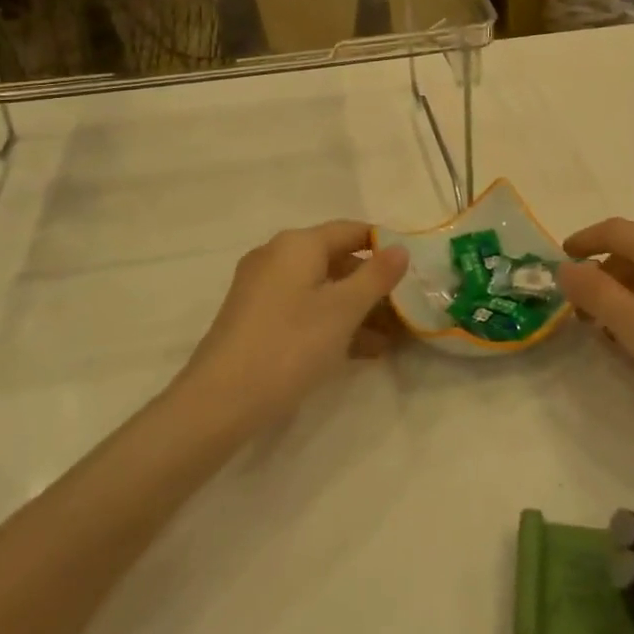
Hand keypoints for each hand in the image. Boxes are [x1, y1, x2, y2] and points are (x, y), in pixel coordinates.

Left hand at [181, 222, 409, 428]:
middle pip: (336, 260)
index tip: (413, 269)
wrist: (219, 403)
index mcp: (297, 244)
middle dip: (372, 285)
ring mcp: (262, 289)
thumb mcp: (343, 310)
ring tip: (389, 340)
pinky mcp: (254, 319)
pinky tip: (359, 352)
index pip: (351, 230)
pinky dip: (330, 323)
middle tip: (404, 311)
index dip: (384, 246)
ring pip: (321, 289)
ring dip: (355, 310)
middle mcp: (277, 257)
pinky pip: (303, 309)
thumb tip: (401, 248)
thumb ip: (376, 276)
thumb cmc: (289, 345)